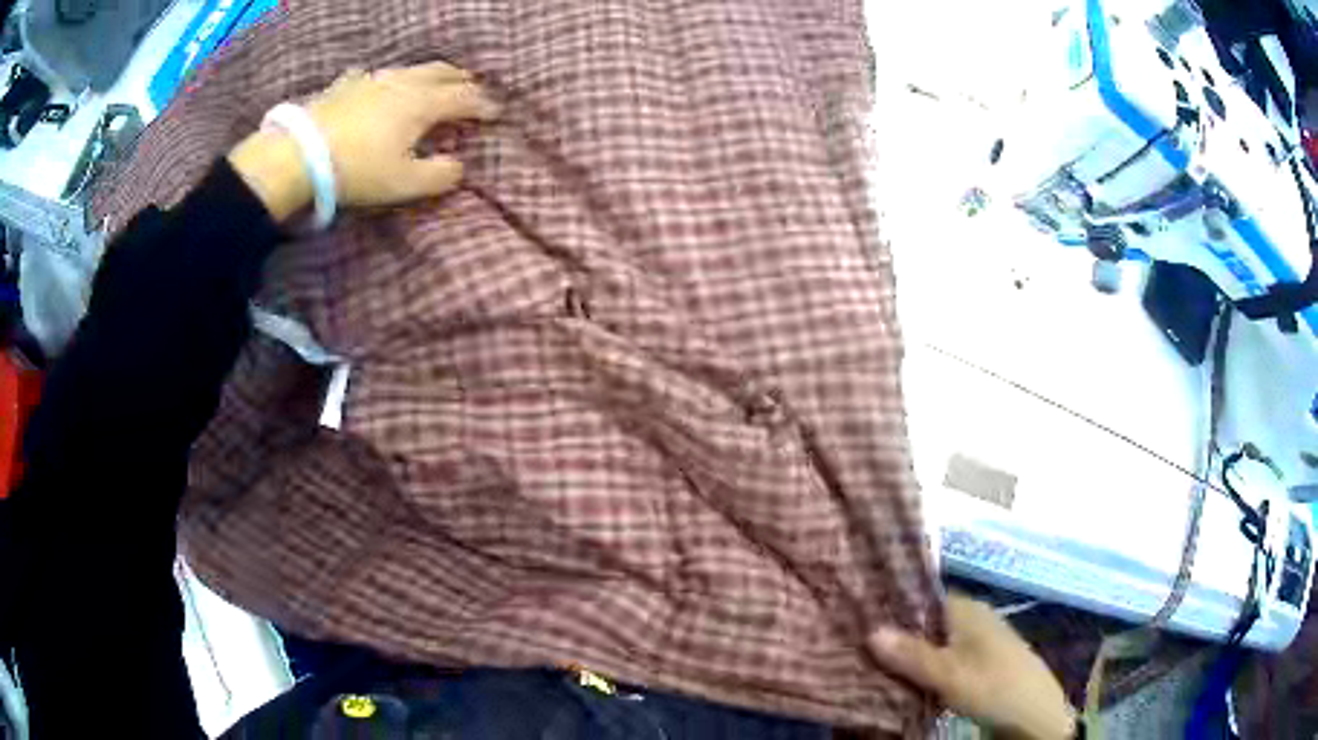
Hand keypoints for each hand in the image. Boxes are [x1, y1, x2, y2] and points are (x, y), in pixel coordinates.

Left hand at [229, 61, 499, 220]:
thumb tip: (459, 167)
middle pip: (440, 73)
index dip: (483, 105)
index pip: (464, 98)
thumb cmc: (358, 170)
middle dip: (461, 80)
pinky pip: (369, 76)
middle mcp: (402, 84)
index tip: (497, 113)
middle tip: (472, 87)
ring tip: (433, 81)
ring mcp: (371, 81)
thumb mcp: (404, 183)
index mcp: (422, 104)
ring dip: (427, 74)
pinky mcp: (344, 87)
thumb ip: (439, 176)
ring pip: (408, 70)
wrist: (300, 156)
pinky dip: (381, 79)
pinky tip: (373, 83)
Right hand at [868, 594, 1076, 739]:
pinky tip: (905, 680)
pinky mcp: (980, 662)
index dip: (891, 606)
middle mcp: (972, 617)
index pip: (921, 596)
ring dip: (909, 654)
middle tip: (857, 645)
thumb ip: (911, 654)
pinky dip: (924, 666)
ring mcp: (979, 640)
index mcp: (966, 609)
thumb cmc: (992, 685)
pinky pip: (944, 657)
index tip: (858, 618)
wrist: (1034, 713)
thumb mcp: (948, 674)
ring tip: (872, 663)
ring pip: (934, 641)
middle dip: (896, 634)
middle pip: (925, 621)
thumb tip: (870, 630)